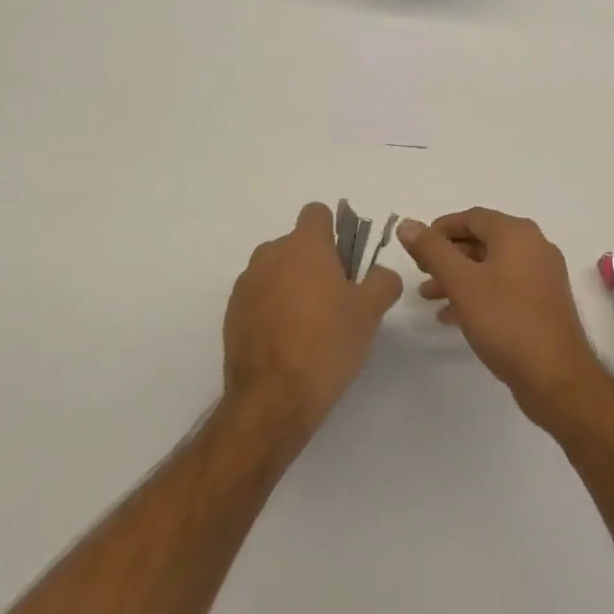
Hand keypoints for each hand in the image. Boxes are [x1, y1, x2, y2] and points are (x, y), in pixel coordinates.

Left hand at [222, 203, 402, 447]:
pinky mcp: (231, 314)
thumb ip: (382, 282)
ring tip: (309, 325)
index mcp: (304, 246)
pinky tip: (287, 342)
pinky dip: (272, 309)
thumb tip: (381, 273)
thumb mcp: (369, 312)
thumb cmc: (327, 344)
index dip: (334, 231)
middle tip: (335, 299)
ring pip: (276, 271)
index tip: (345, 262)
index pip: (317, 213)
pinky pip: (258, 297)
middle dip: (314, 263)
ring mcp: (246, 284)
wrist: (272, 399)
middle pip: (296, 244)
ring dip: (291, 285)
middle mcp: (270, 255)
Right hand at [398, 208, 609, 426]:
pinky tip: (453, 316)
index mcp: (517, 233)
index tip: (416, 248)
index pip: (472, 217)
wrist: (555, 376)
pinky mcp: (544, 302)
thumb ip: (432, 251)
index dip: (440, 229)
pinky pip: (504, 286)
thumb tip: (407, 223)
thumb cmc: (505, 321)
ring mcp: (542, 275)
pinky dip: (478, 293)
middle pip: (482, 240)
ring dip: (459, 277)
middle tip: (420, 272)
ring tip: (429, 297)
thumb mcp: (461, 282)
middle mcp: (534, 246)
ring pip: (492, 266)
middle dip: (448, 255)